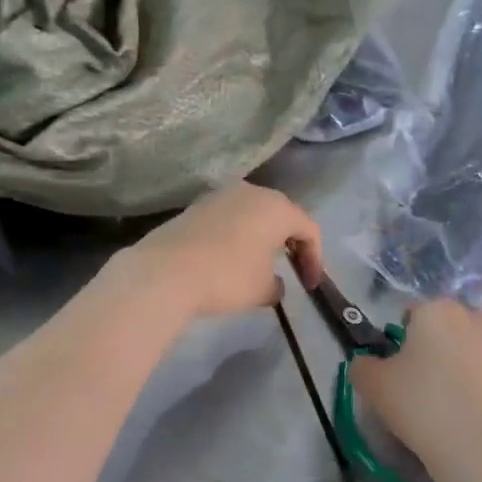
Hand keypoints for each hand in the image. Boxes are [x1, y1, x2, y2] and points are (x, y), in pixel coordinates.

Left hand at [110, 182, 323, 322]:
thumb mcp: (262, 289)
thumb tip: (274, 283)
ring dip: (261, 237)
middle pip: (281, 215)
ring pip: (252, 214)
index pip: (308, 230)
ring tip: (261, 264)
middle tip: (293, 270)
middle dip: (290, 243)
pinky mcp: (195, 207)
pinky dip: (237, 237)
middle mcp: (251, 192)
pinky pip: (228, 219)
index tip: (310, 286)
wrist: (165, 271)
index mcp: (276, 207)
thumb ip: (277, 285)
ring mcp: (220, 196)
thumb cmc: (227, 277)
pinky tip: (230, 259)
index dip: (315, 259)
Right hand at [349, 300, 481, 481]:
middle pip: (450, 326)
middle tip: (427, 383)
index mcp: (436, 311)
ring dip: (468, 362)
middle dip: (440, 346)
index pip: (413, 313)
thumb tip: (368, 362)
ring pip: (479, 346)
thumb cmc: (421, 406)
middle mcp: (475, 317)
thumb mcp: (372, 386)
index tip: (401, 368)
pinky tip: (480, 412)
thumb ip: (363, 365)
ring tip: (457, 401)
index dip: (404, 338)